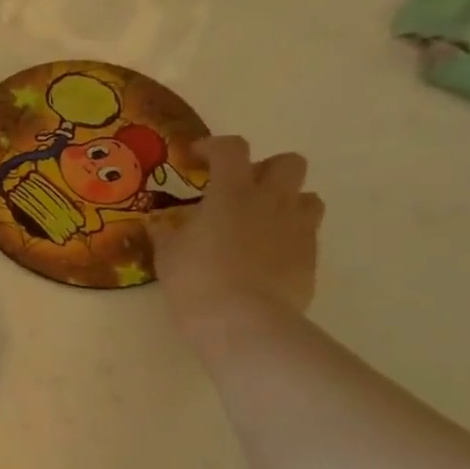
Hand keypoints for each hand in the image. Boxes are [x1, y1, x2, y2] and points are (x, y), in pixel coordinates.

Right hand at [147, 135, 322, 355]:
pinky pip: (306, 233)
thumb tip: (158, 222)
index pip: (231, 149)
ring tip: (259, 222)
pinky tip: (266, 256)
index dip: (214, 147)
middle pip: (287, 162)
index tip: (197, 158)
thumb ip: (166, 233)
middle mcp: (271, 200)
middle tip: (240, 191)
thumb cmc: (197, 281)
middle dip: (265, 170)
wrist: (244, 321)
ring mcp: (298, 228)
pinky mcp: (311, 256)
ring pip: (307, 196)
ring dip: (285, 201)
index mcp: (232, 192)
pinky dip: (289, 236)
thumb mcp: (167, 255)